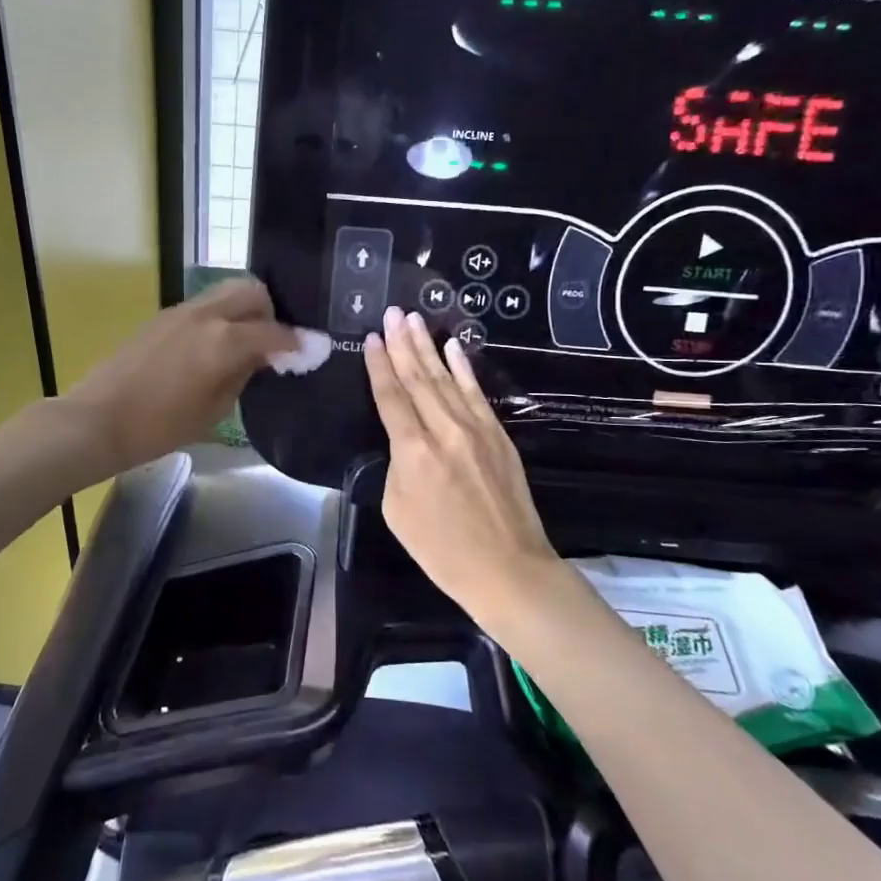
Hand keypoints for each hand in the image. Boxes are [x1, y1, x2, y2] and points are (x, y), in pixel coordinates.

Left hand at [59, 278, 296, 478]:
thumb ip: (242, 376)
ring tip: (244, 342)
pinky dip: (219, 317)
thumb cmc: (159, 427)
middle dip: (271, 312)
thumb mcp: (213, 411)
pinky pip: (203, 306)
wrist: (97, 420)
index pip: (274, 332)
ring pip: (225, 292)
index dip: (297, 342)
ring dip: (244, 310)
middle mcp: (205, 315)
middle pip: (252, 291)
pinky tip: (214, 346)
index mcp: (224, 341)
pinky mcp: (161, 317)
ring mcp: (180, 312)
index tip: (312, 350)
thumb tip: (260, 357)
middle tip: (273, 341)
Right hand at [364, 307, 558, 618]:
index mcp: (413, 451)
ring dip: (429, 347)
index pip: (391, 396)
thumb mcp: (397, 510)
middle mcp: (444, 430)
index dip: (380, 365)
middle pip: (418, 378)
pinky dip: (464, 368)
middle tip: (393, 312)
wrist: (508, 569)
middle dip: (403, 343)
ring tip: (415, 319)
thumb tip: (404, 441)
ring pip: (446, 379)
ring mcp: (476, 429)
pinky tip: (453, 347)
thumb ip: (396, 465)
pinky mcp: (498, 435)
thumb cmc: (442, 549)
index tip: (373, 337)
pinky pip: (476, 393)